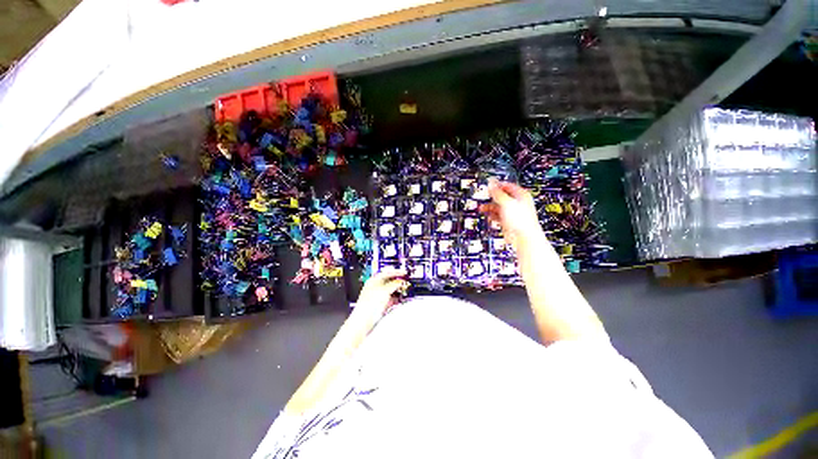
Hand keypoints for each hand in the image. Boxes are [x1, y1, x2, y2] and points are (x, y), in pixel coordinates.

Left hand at [350, 267, 407, 331]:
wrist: (364, 321)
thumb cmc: (369, 305)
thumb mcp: (384, 291)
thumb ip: (393, 284)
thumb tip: (400, 281)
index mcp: (373, 281)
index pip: (386, 272)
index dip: (395, 272)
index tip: (404, 272)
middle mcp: (375, 287)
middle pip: (388, 281)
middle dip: (397, 280)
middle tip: (405, 280)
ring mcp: (378, 296)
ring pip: (390, 290)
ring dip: (397, 289)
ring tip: (404, 288)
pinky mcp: (381, 305)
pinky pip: (390, 298)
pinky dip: (396, 297)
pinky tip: (400, 298)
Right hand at [480, 179, 543, 252]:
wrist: (523, 237)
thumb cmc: (521, 220)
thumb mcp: (506, 202)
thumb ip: (497, 192)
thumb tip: (491, 183)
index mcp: (521, 195)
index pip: (507, 186)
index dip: (497, 185)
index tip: (488, 186)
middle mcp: (517, 203)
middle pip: (501, 197)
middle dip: (491, 197)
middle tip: (483, 197)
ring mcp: (512, 213)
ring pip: (498, 207)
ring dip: (489, 207)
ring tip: (481, 208)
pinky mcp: (508, 221)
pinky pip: (498, 216)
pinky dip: (492, 216)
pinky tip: (488, 216)